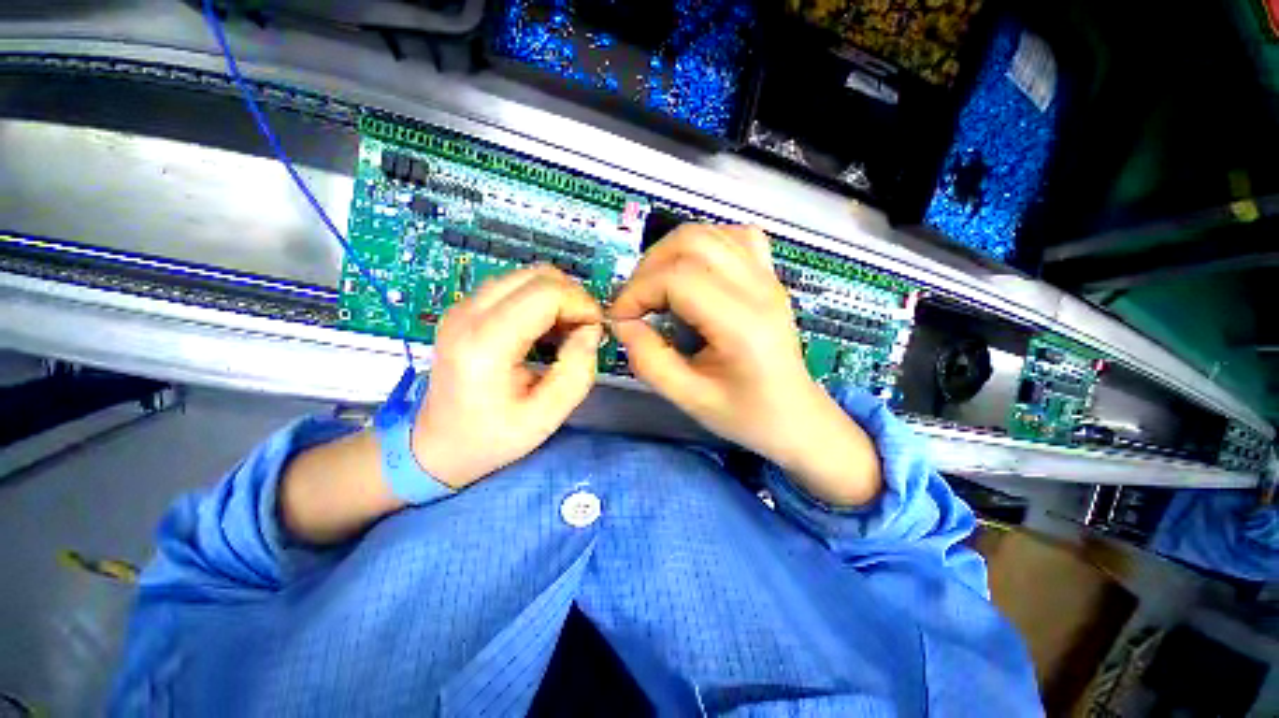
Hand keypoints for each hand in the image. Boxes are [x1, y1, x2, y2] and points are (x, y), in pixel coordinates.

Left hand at [414, 265, 603, 488]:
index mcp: (485, 344)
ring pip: (526, 275)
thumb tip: (591, 330)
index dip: (581, 304)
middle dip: (572, 296)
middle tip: (584, 329)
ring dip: (557, 296)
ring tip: (567, 329)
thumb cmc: (491, 437)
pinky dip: (540, 299)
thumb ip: (577, 371)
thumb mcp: (546, 417)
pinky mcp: (465, 309)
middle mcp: (468, 314)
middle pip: (537, 275)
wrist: (437, 444)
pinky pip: (514, 286)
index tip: (596, 329)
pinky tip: (546, 328)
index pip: (545, 293)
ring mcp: (463, 307)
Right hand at [608, 224, 881, 505]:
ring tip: (657, 288)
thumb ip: (649, 360)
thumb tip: (622, 323)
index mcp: (741, 324)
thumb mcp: (689, 398)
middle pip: (691, 243)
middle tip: (636, 303)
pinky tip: (693, 272)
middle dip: (648, 268)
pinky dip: (702, 245)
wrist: (796, 416)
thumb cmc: (746, 415)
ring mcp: (767, 277)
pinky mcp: (769, 275)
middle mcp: (758, 289)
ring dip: (669, 254)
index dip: (638, 292)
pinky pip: (734, 236)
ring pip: (708, 233)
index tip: (622, 319)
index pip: (678, 278)